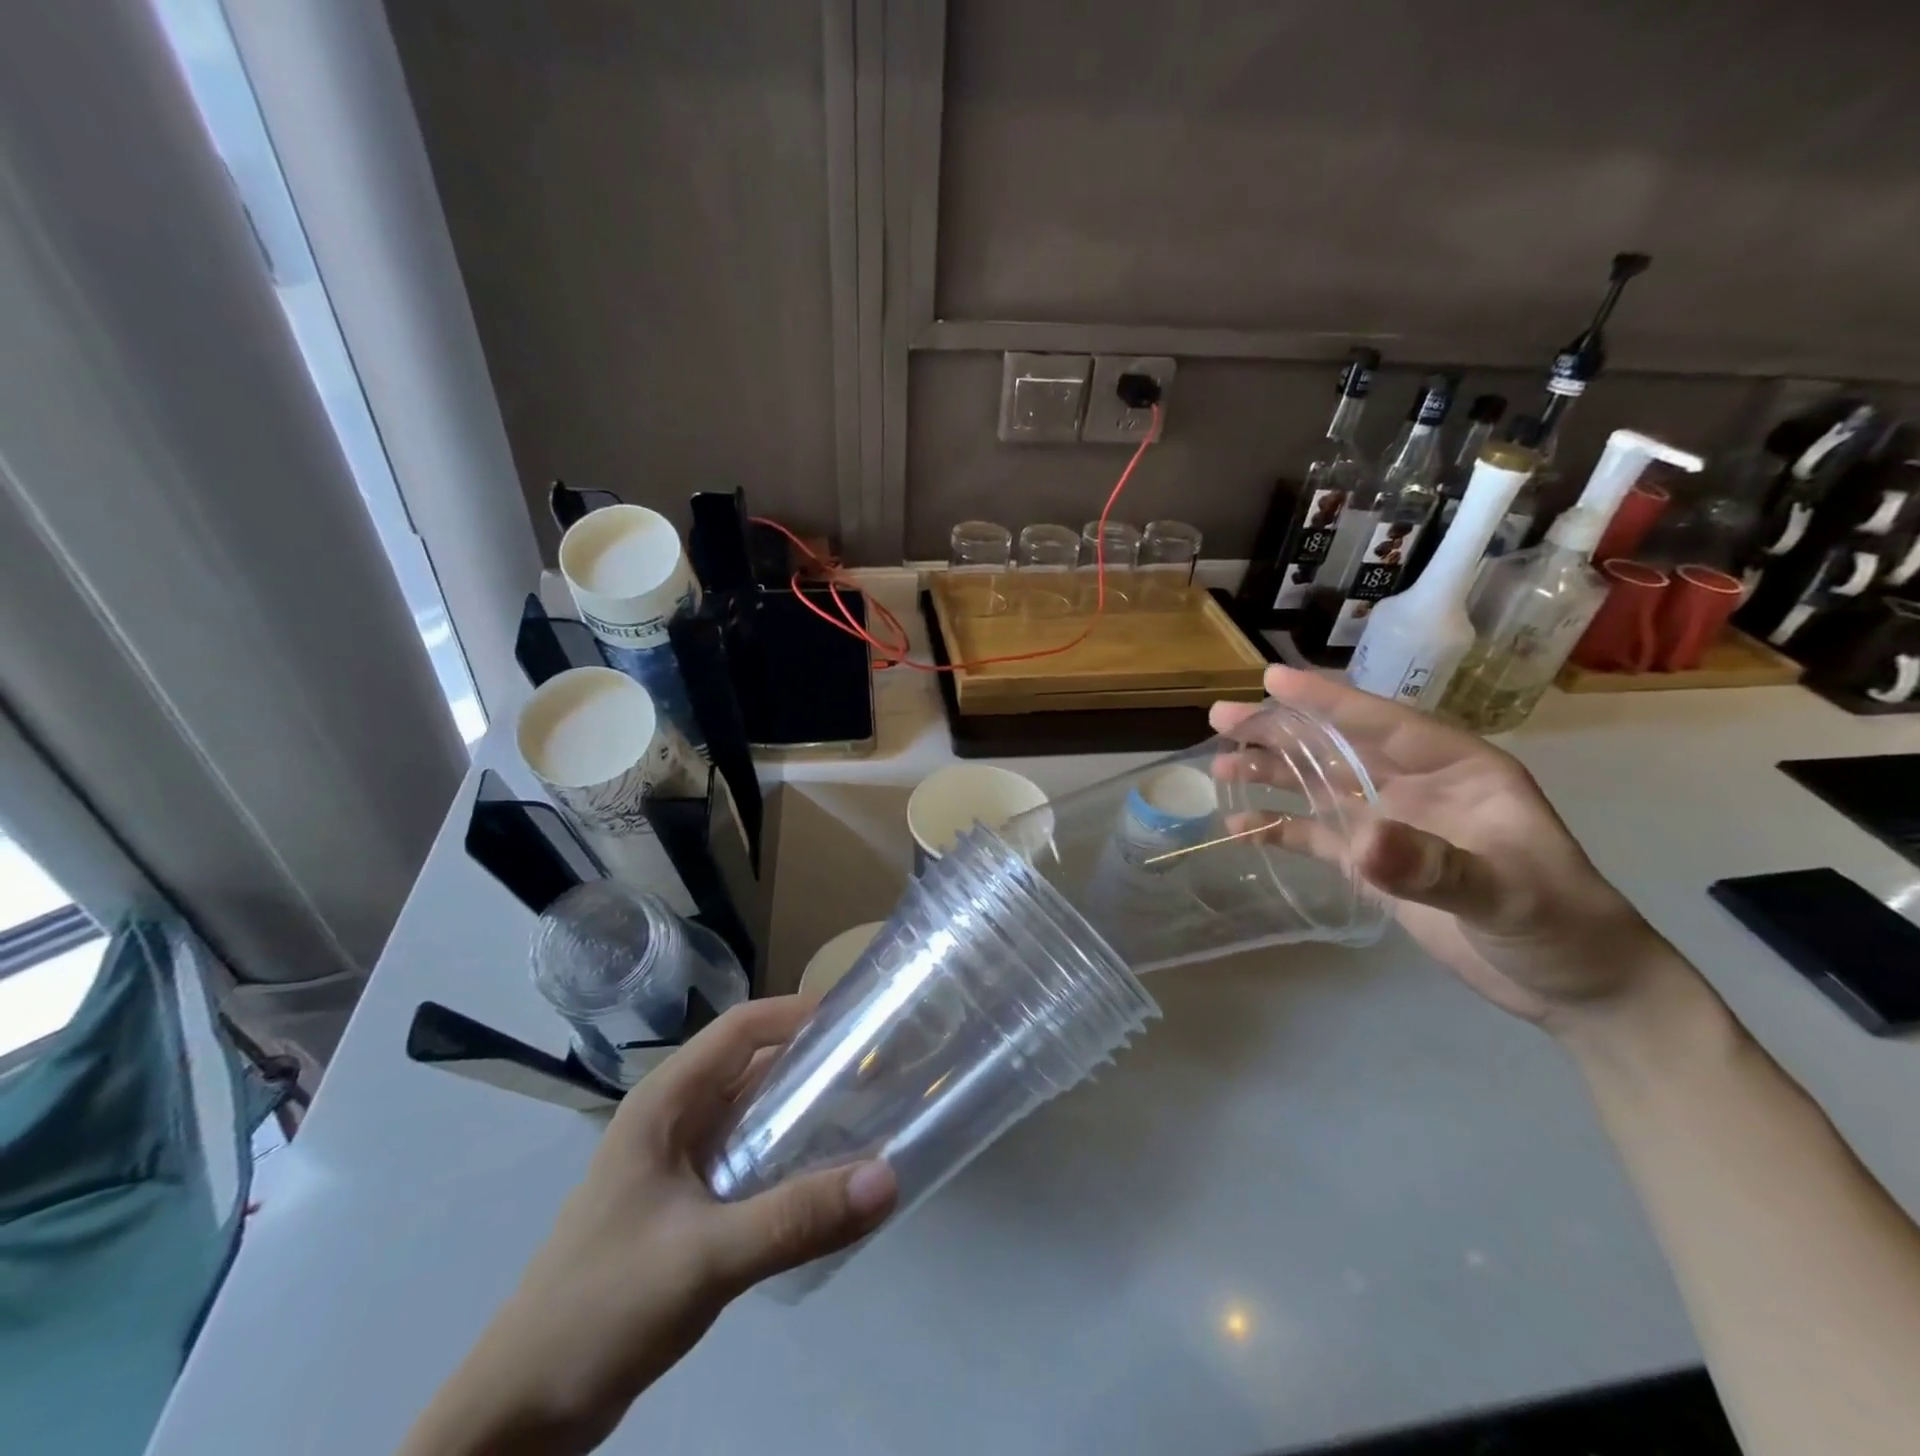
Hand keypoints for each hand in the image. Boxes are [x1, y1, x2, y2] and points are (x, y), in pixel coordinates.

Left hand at [401, 998, 896, 1455]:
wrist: (520, 1415)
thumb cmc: (601, 1308)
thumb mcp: (703, 1258)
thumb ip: (794, 1219)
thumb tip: (887, 1179)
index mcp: (666, 1101)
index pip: (743, 1027)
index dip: (800, 1013)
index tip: (861, 1020)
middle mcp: (675, 1118)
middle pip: (754, 1065)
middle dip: (815, 1061)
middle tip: (881, 1069)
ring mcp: (680, 1163)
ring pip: (755, 1114)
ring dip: (807, 1111)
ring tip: (871, 1115)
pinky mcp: (689, 1206)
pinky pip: (751, 1160)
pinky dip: (791, 1157)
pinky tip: (830, 1179)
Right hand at [1212, 666, 1672, 1027]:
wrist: (1575, 987)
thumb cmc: (1562, 925)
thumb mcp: (1507, 894)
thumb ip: (1434, 866)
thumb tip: (1361, 842)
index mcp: (1457, 768)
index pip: (1383, 723)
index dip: (1327, 700)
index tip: (1273, 679)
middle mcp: (1416, 785)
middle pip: (1337, 747)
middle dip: (1280, 731)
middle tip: (1222, 716)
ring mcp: (1391, 823)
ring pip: (1318, 785)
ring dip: (1271, 773)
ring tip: (1219, 764)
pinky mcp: (1373, 863)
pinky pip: (1316, 836)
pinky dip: (1278, 828)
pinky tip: (1241, 824)